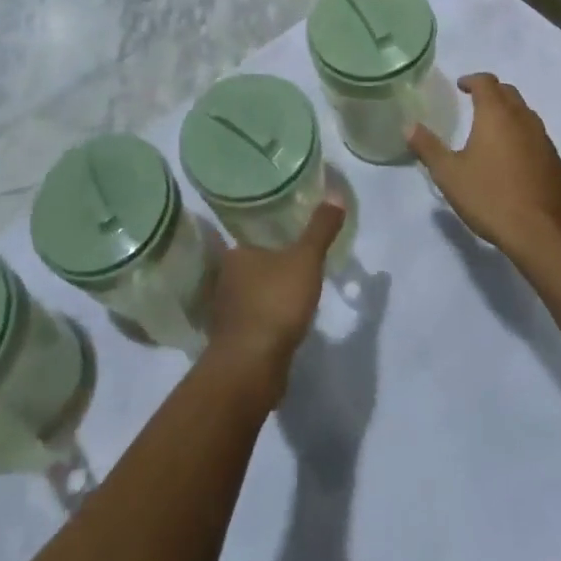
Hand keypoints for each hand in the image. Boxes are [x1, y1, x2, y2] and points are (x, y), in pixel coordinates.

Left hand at [206, 198, 347, 395]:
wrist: (252, 367)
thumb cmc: (275, 303)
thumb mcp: (305, 259)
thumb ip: (320, 229)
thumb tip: (335, 193)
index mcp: (235, 254)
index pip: (250, 236)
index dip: (269, 235)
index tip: (287, 235)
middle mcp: (225, 280)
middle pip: (250, 265)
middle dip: (269, 265)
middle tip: (295, 260)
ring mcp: (226, 313)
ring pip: (250, 294)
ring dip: (267, 294)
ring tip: (294, 291)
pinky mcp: (234, 341)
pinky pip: (253, 320)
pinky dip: (266, 319)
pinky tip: (283, 322)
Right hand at [409, 74, 560, 262]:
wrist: (540, 234)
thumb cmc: (489, 197)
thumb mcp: (449, 174)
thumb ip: (428, 147)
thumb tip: (409, 126)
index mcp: (496, 115)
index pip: (486, 82)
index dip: (472, 80)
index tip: (460, 86)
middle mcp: (524, 120)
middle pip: (509, 93)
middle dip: (492, 93)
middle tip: (475, 103)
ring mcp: (545, 141)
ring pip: (527, 115)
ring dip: (510, 114)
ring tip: (493, 131)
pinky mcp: (557, 164)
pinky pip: (538, 139)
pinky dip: (524, 138)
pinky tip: (515, 161)